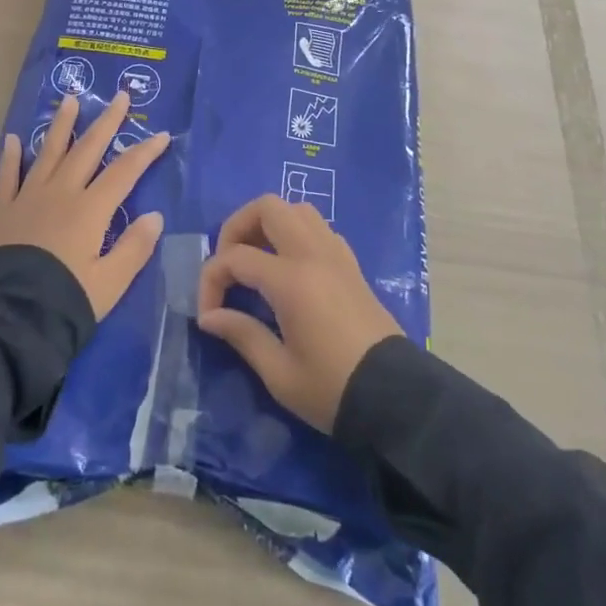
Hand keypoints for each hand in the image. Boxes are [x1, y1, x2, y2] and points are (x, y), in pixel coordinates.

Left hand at [0, 90, 170, 318]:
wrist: (8, 317)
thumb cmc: (66, 300)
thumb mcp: (110, 283)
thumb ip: (134, 247)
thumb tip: (154, 215)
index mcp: (91, 209)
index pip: (125, 171)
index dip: (145, 151)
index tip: (162, 134)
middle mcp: (61, 192)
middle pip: (88, 148)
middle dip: (107, 121)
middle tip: (121, 96)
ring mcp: (29, 197)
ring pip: (49, 152)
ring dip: (61, 124)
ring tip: (69, 99)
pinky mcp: (4, 211)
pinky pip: (8, 176)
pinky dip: (11, 156)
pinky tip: (13, 138)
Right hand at [195, 195, 403, 432]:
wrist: (397, 399)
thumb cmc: (333, 389)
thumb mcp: (279, 373)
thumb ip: (241, 334)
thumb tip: (209, 316)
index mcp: (292, 280)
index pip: (235, 257)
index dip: (211, 280)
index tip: (208, 315)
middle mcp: (313, 254)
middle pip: (268, 207)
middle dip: (237, 228)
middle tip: (228, 264)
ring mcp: (336, 255)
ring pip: (297, 210)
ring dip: (269, 224)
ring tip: (256, 260)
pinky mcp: (351, 265)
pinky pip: (319, 228)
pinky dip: (296, 234)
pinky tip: (289, 268)